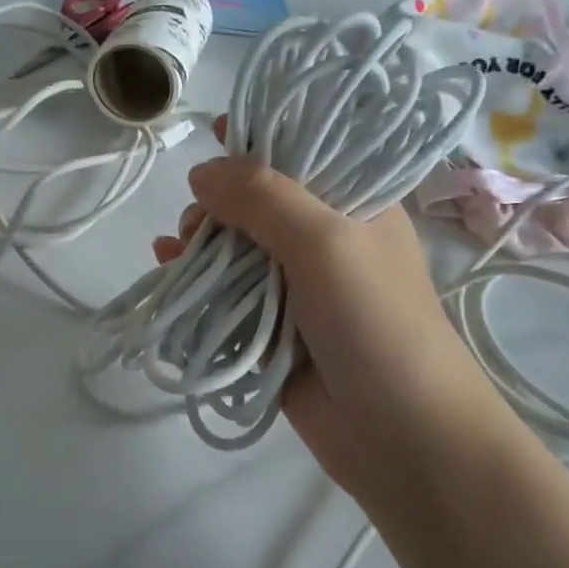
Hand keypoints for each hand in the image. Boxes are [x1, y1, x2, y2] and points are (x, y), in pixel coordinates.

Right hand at [153, 131, 525, 507]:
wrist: (400, 435)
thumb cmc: (375, 322)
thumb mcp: (325, 241)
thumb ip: (263, 198)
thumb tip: (203, 172)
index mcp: (354, 205)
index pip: (303, 153)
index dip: (259, 140)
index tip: (213, 133)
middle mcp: (325, 241)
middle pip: (257, 203)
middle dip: (219, 205)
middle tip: (198, 224)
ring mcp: (298, 289)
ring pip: (236, 250)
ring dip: (201, 244)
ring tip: (177, 253)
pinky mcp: (273, 330)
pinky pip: (227, 296)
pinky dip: (197, 282)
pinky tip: (167, 271)